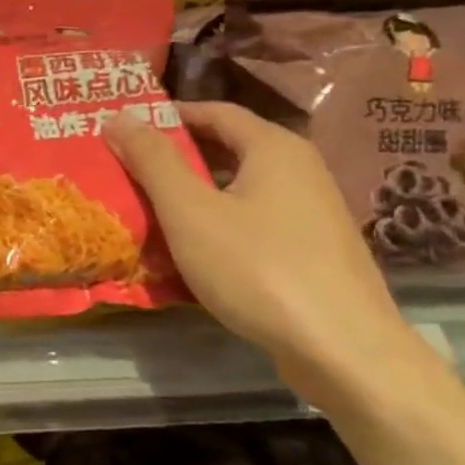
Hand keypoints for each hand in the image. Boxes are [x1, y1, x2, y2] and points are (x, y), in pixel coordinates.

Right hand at [105, 102, 429, 402]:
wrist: (345, 352)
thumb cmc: (259, 268)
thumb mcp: (190, 211)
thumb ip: (153, 161)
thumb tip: (119, 116)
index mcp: (274, 148)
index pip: (214, 111)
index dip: (167, 116)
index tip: (124, 128)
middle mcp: (300, 170)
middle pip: (227, 149)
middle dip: (175, 157)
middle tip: (126, 168)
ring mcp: (312, 213)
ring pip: (239, 189)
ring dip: (193, 194)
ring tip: (147, 210)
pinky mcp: (313, 252)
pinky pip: (254, 222)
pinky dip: (218, 224)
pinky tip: (191, 251)